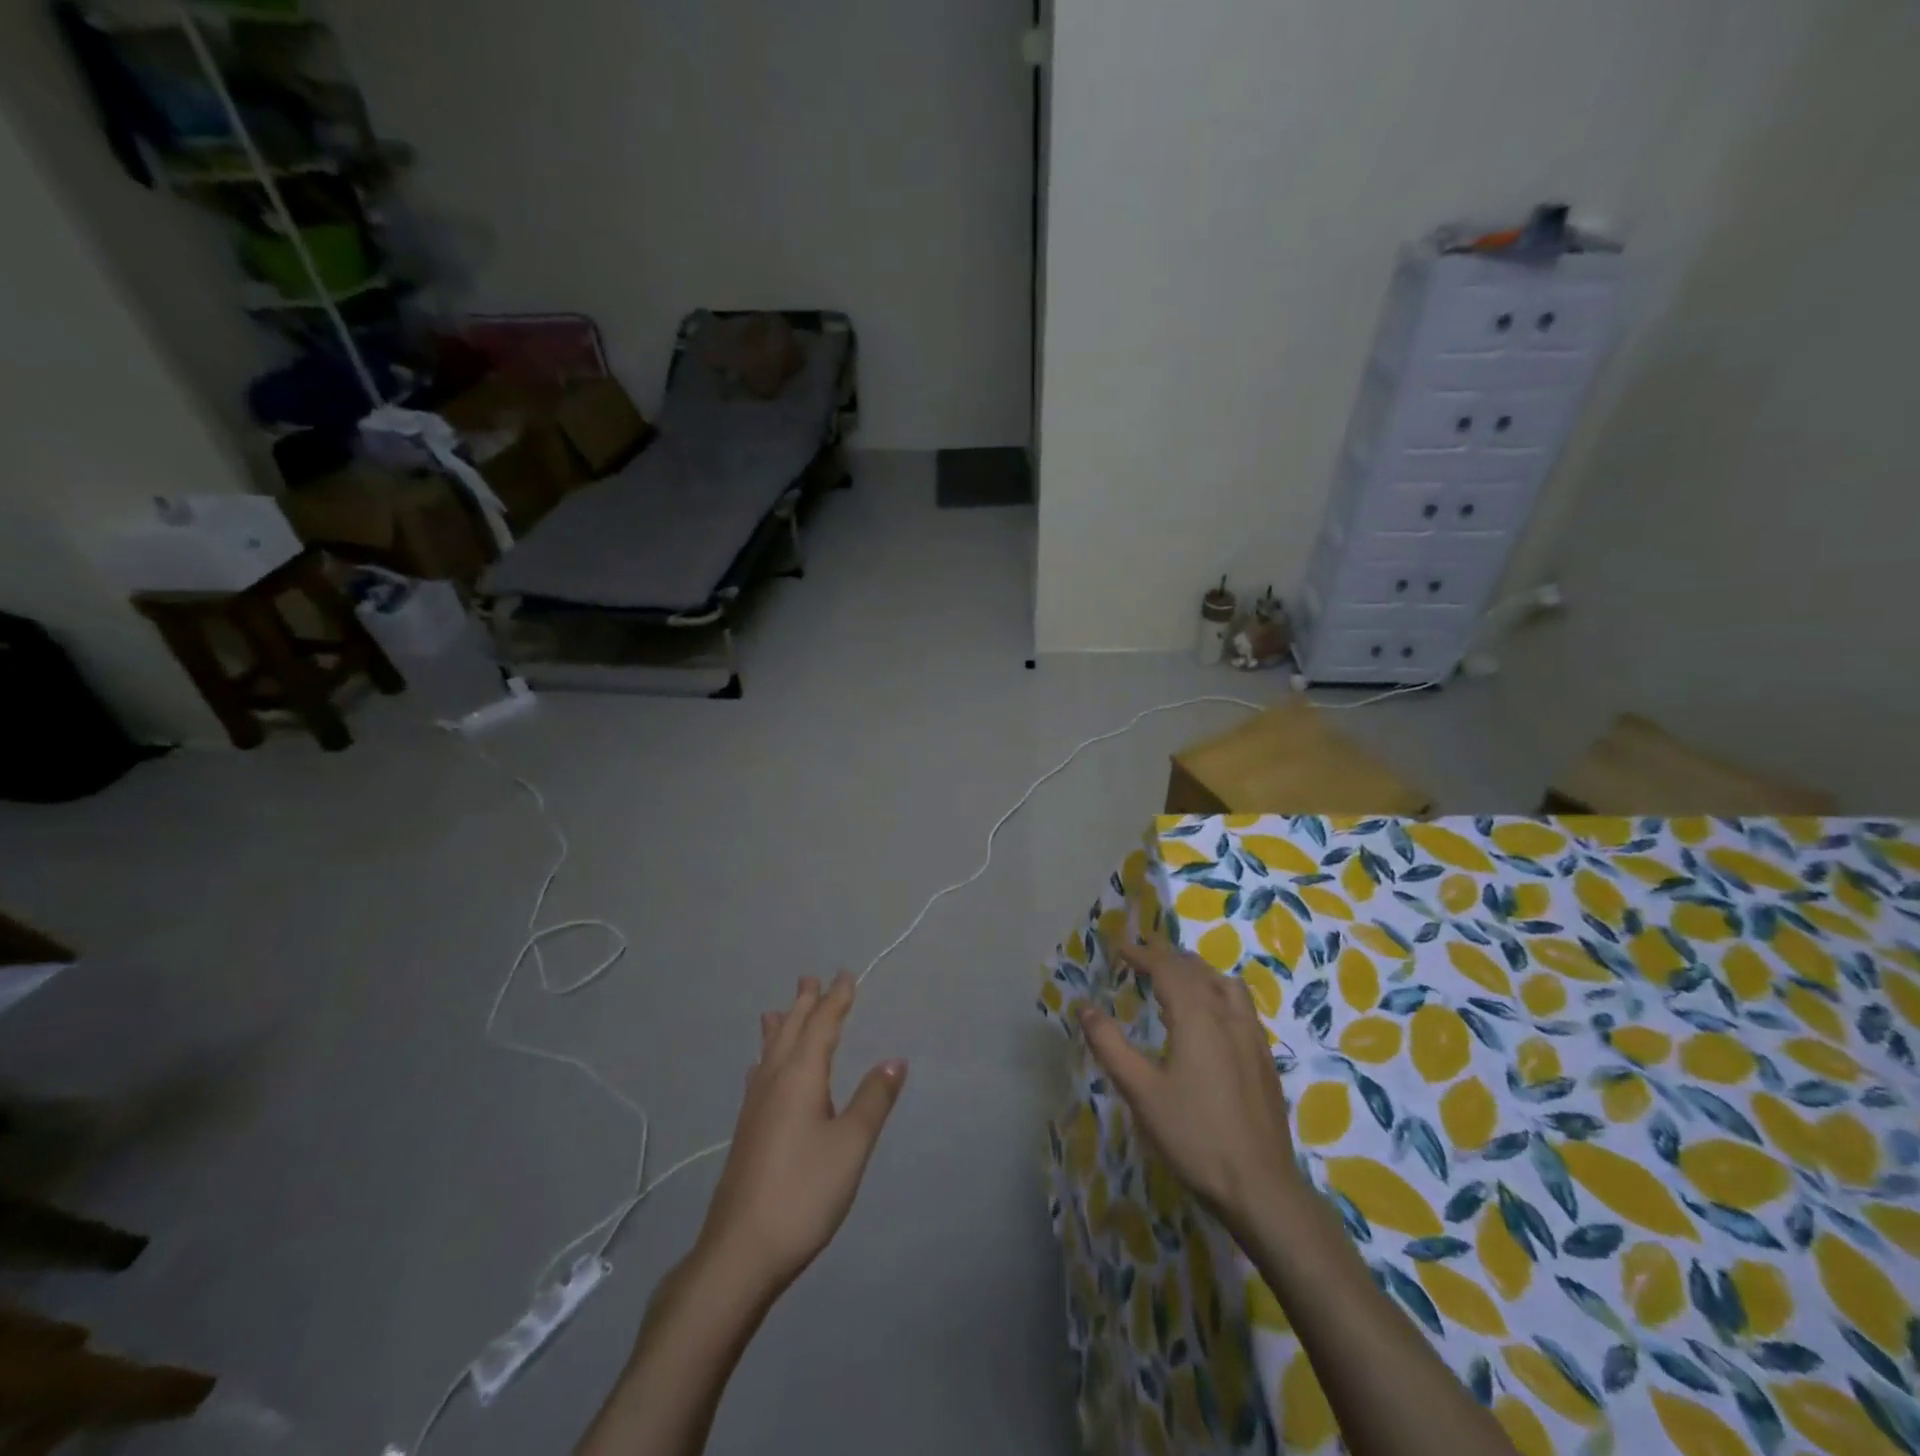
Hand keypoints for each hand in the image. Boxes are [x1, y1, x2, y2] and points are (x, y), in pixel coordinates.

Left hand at [697, 974, 906, 1297]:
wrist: (740, 1252)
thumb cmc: (804, 1192)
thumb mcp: (851, 1145)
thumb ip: (874, 1099)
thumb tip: (895, 1058)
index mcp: (800, 1077)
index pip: (822, 1026)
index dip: (836, 1000)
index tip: (846, 975)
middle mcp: (773, 1083)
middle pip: (790, 1032)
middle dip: (804, 1004)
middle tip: (809, 977)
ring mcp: (755, 1108)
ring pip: (769, 1052)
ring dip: (781, 1027)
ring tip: (778, 1010)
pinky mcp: (747, 1132)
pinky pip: (759, 1075)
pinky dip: (765, 1058)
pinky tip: (759, 1070)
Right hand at [1079, 938, 1300, 1237]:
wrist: (1261, 1187)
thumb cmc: (1194, 1136)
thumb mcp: (1141, 1091)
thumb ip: (1110, 1045)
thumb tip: (1085, 1008)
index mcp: (1197, 1016)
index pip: (1167, 968)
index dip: (1142, 954)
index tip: (1120, 949)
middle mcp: (1228, 1015)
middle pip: (1197, 970)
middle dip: (1167, 958)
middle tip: (1142, 959)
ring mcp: (1252, 1037)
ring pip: (1225, 984)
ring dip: (1198, 973)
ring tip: (1178, 980)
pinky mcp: (1265, 1059)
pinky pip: (1240, 1006)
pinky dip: (1218, 994)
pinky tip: (1211, 1020)